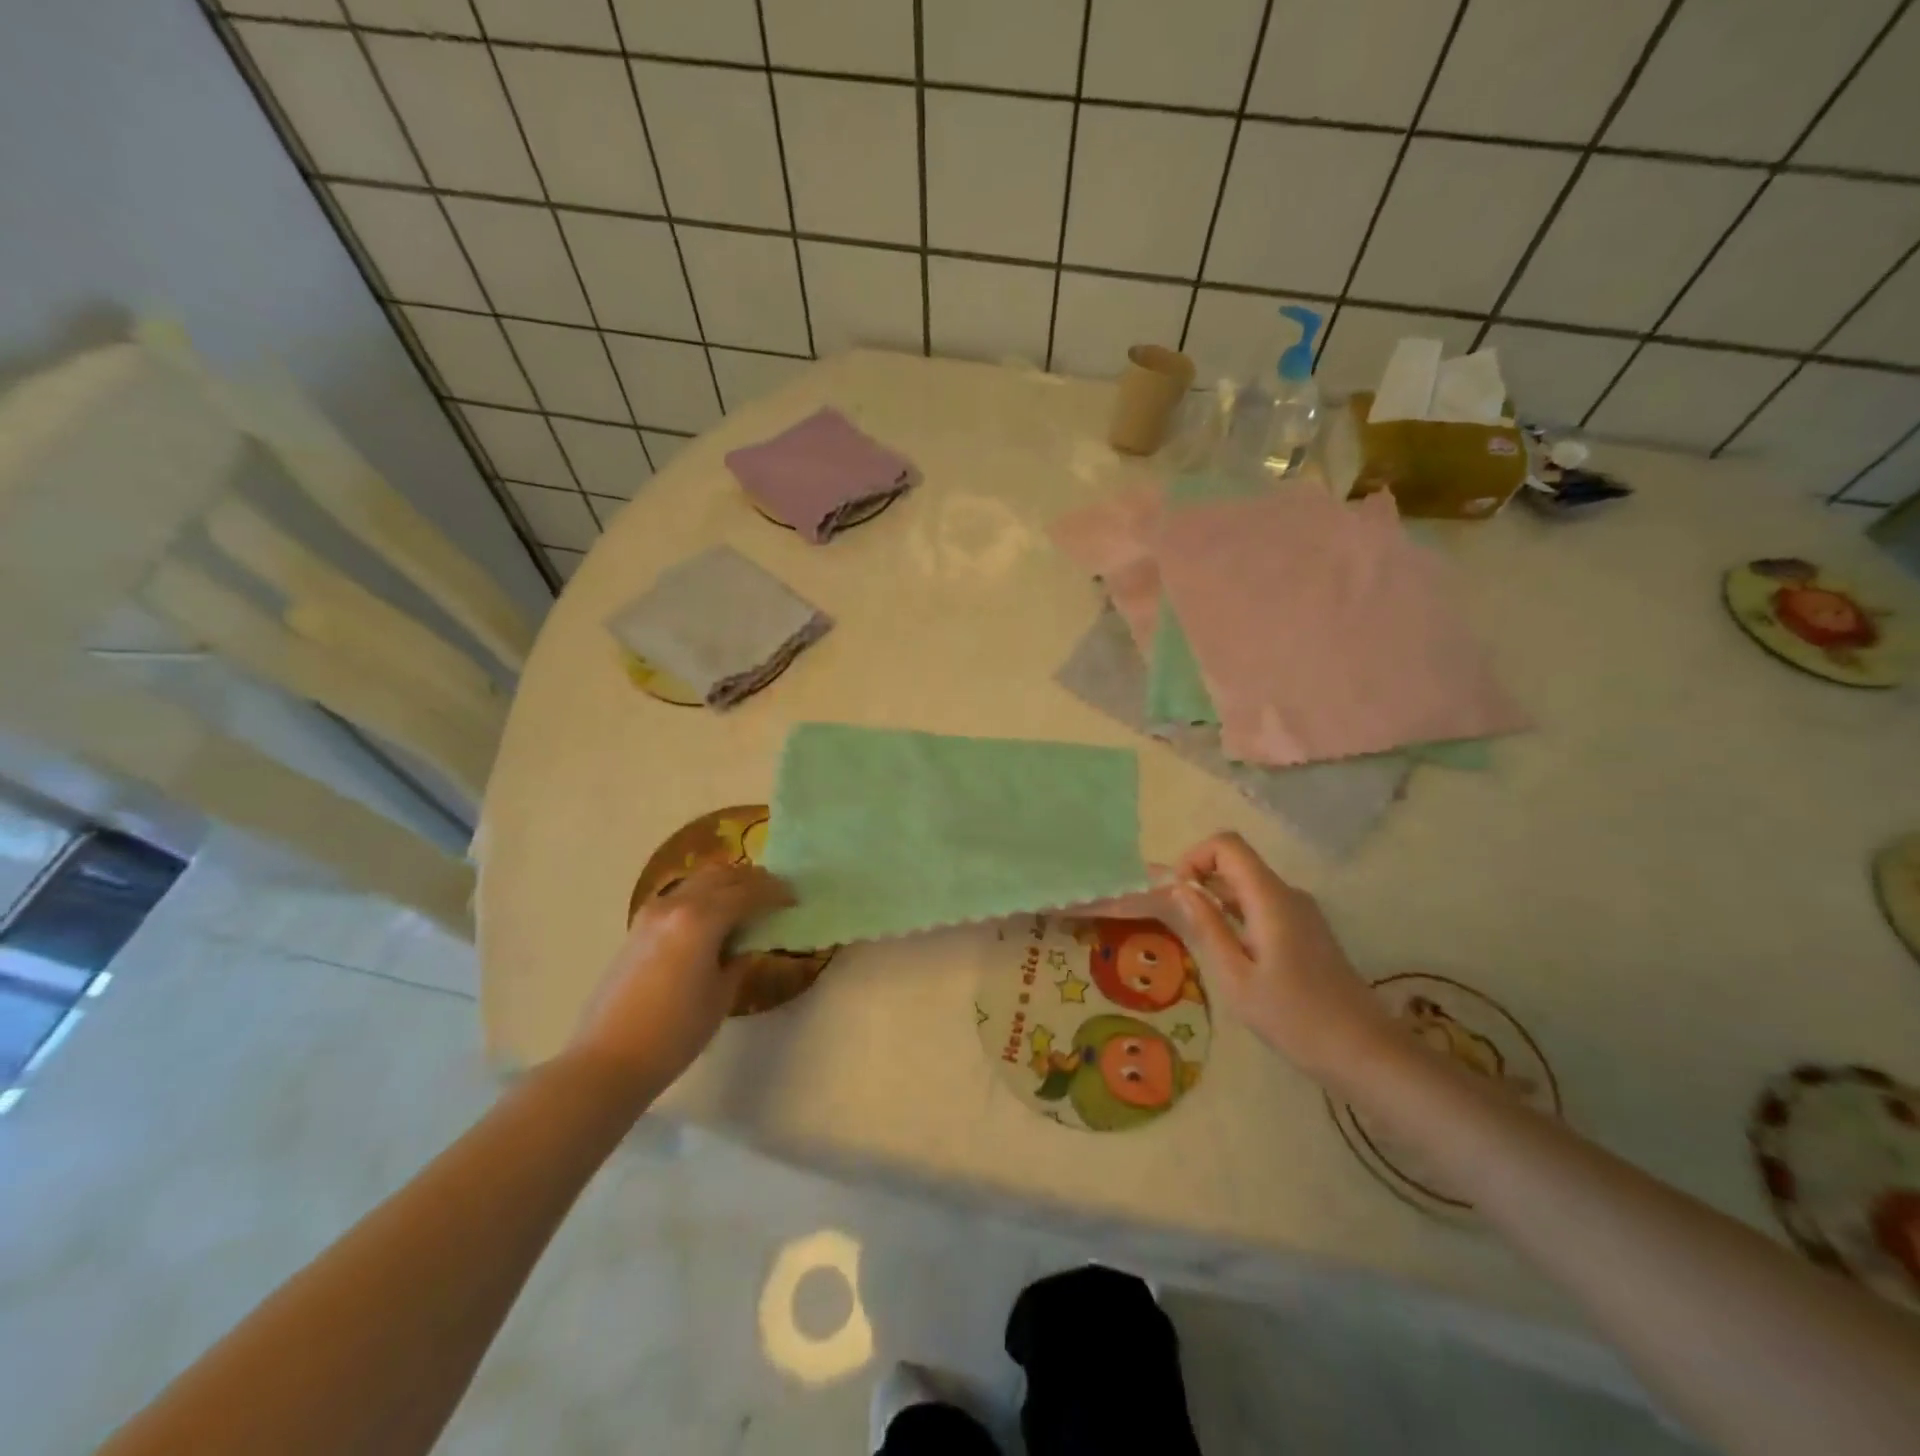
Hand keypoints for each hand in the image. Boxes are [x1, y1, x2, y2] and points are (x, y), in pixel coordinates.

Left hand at [567, 863, 792, 1101]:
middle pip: (722, 876)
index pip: (748, 892)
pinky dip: (704, 895)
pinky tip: (715, 917)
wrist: (608, 1060)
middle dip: (753, 881)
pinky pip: (681, 895)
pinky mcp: (639, 927)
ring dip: (727, 884)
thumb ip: (739, 958)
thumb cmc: (675, 1033)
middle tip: (776, 894)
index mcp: (701, 919)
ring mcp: (652, 913)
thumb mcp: (721, 995)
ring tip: (747, 902)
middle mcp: (676, 905)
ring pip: (698, 881)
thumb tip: (746, 943)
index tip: (794, 899)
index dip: (775, 892)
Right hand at [1164, 833, 1391, 1082]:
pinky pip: (1263, 906)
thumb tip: (1180, 888)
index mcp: (1270, 898)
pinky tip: (1229, 954)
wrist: (1366, 1053)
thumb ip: (1207, 927)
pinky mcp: (1307, 931)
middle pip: (1236, 863)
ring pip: (1248, 886)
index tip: (1175, 894)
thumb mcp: (1236, 978)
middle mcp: (1288, 894)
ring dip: (1216, 901)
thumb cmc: (1295, 1018)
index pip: (1227, 845)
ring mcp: (1302, 912)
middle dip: (1199, 881)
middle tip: (1174, 920)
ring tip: (1196, 940)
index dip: (1194, 858)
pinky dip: (1237, 916)